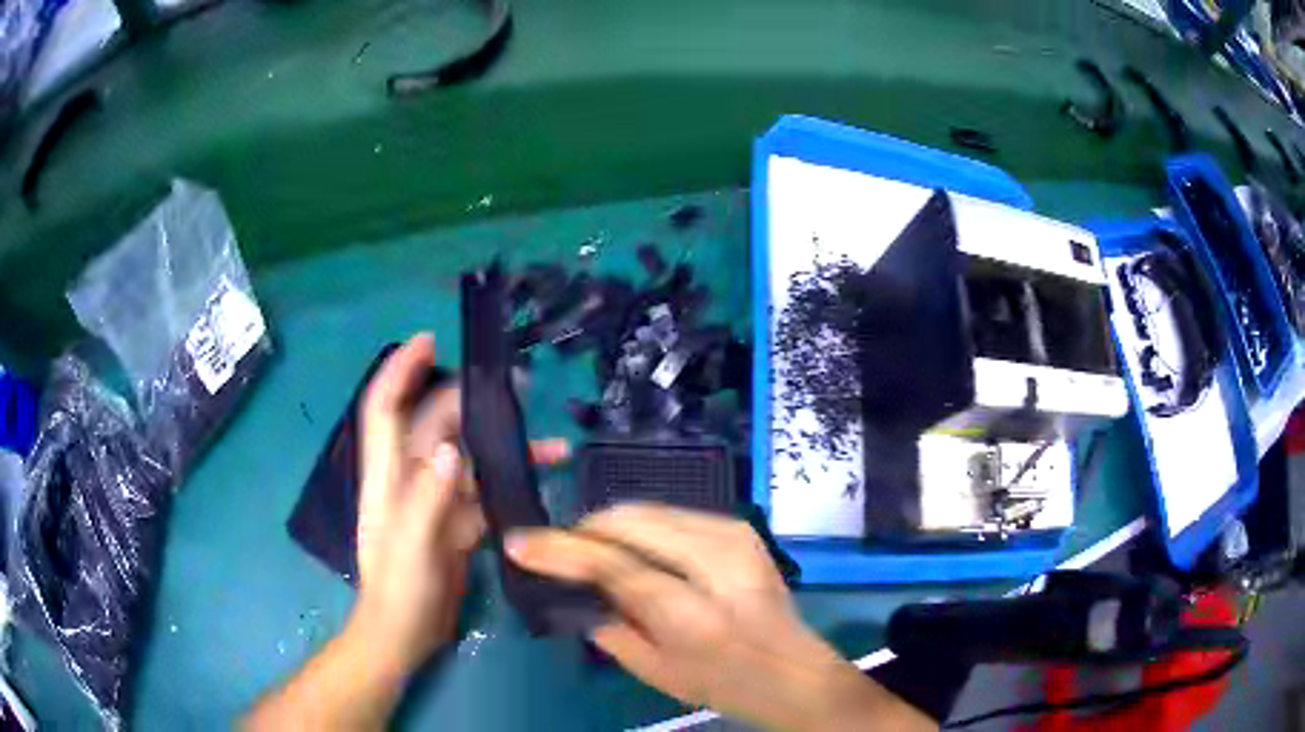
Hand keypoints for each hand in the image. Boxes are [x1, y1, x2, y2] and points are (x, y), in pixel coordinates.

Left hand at [351, 334, 566, 673]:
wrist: (407, 634)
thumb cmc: (399, 589)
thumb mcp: (411, 545)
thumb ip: (428, 497)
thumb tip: (450, 446)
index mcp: (387, 475)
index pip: (386, 408)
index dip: (401, 370)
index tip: (428, 340)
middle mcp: (409, 477)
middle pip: (437, 425)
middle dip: (470, 400)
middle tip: (517, 383)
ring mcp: (434, 499)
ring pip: (467, 456)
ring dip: (501, 443)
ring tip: (547, 437)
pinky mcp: (456, 522)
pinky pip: (485, 490)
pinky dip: (511, 481)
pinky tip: (542, 479)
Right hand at [505, 505, 931, 731]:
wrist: (796, 671)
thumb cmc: (725, 684)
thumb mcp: (657, 673)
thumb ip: (610, 629)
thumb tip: (577, 593)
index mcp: (691, 613)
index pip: (612, 565)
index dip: (559, 550)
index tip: (519, 542)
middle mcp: (716, 562)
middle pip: (629, 522)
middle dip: (584, 530)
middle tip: (560, 551)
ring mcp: (733, 536)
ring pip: (647, 509)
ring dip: (610, 525)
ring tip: (593, 550)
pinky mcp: (740, 528)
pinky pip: (672, 513)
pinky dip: (640, 526)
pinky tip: (632, 548)